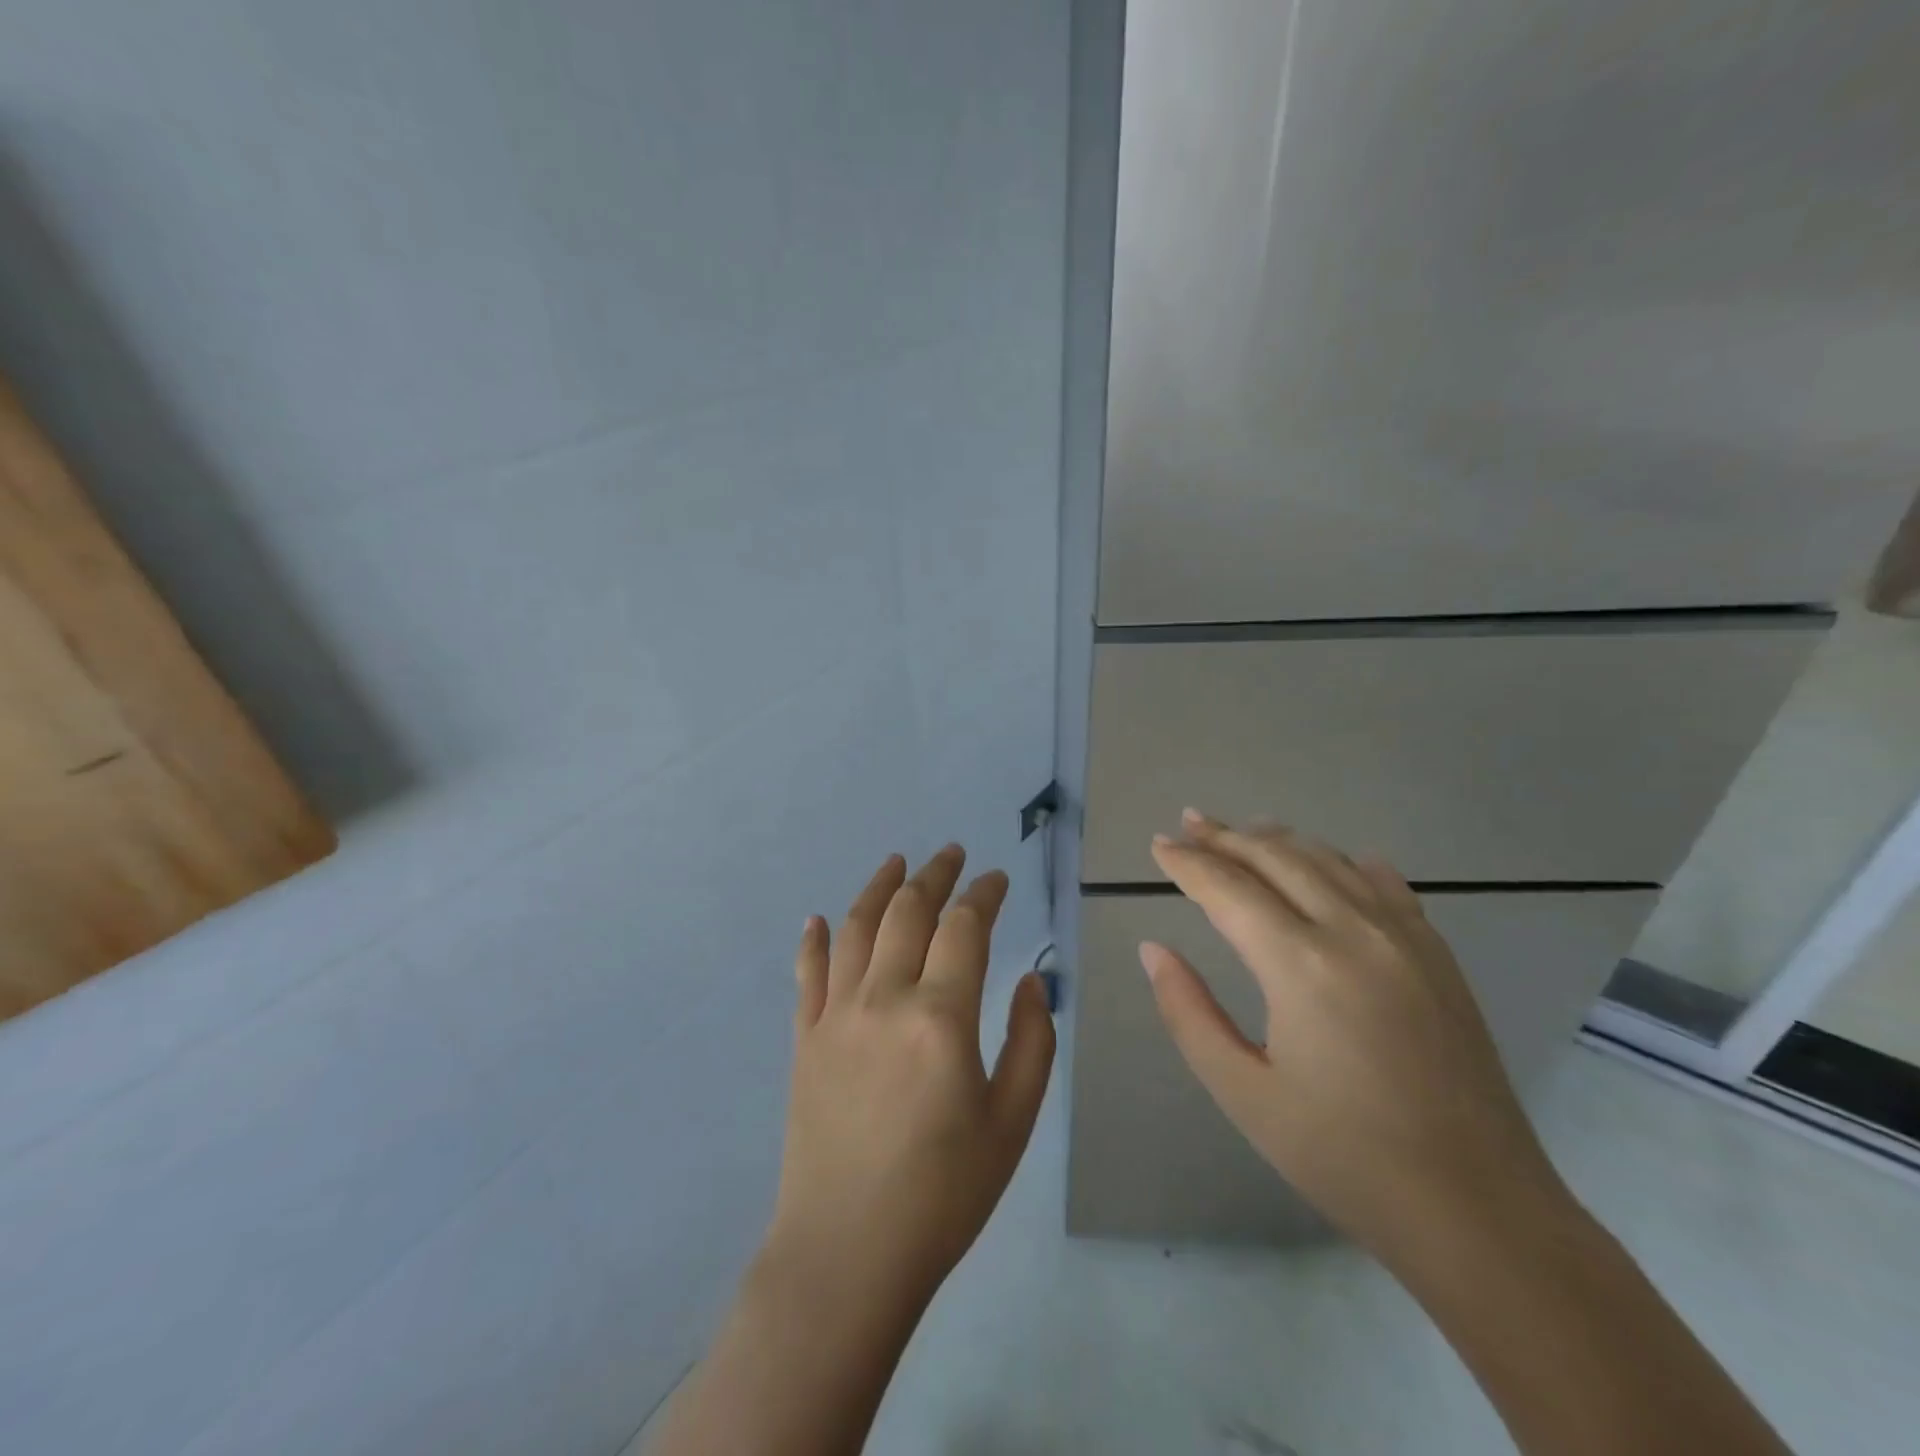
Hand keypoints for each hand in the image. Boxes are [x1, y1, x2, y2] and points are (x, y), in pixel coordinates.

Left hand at [764, 846, 1056, 1309]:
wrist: (847, 1254)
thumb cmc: (944, 1194)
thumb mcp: (1012, 1122)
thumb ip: (1030, 1041)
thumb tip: (1026, 979)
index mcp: (940, 1017)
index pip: (964, 927)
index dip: (984, 894)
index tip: (997, 879)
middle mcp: (884, 999)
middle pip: (909, 912)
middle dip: (934, 875)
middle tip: (951, 854)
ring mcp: (836, 1015)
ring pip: (857, 928)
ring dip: (879, 887)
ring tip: (896, 861)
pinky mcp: (805, 1039)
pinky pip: (807, 974)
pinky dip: (814, 941)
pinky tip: (818, 920)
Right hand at [1142, 812, 1567, 1263]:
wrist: (1480, 1211)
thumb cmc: (1344, 1157)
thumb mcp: (1243, 1092)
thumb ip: (1188, 1012)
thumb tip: (1153, 949)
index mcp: (1301, 965)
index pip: (1228, 889)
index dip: (1188, 863)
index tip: (1158, 845)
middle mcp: (1354, 932)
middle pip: (1277, 858)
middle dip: (1226, 837)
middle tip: (1188, 823)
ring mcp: (1406, 938)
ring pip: (1329, 861)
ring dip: (1278, 841)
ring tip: (1243, 832)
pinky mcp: (1438, 956)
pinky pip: (1385, 885)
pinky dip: (1345, 862)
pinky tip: (1334, 861)